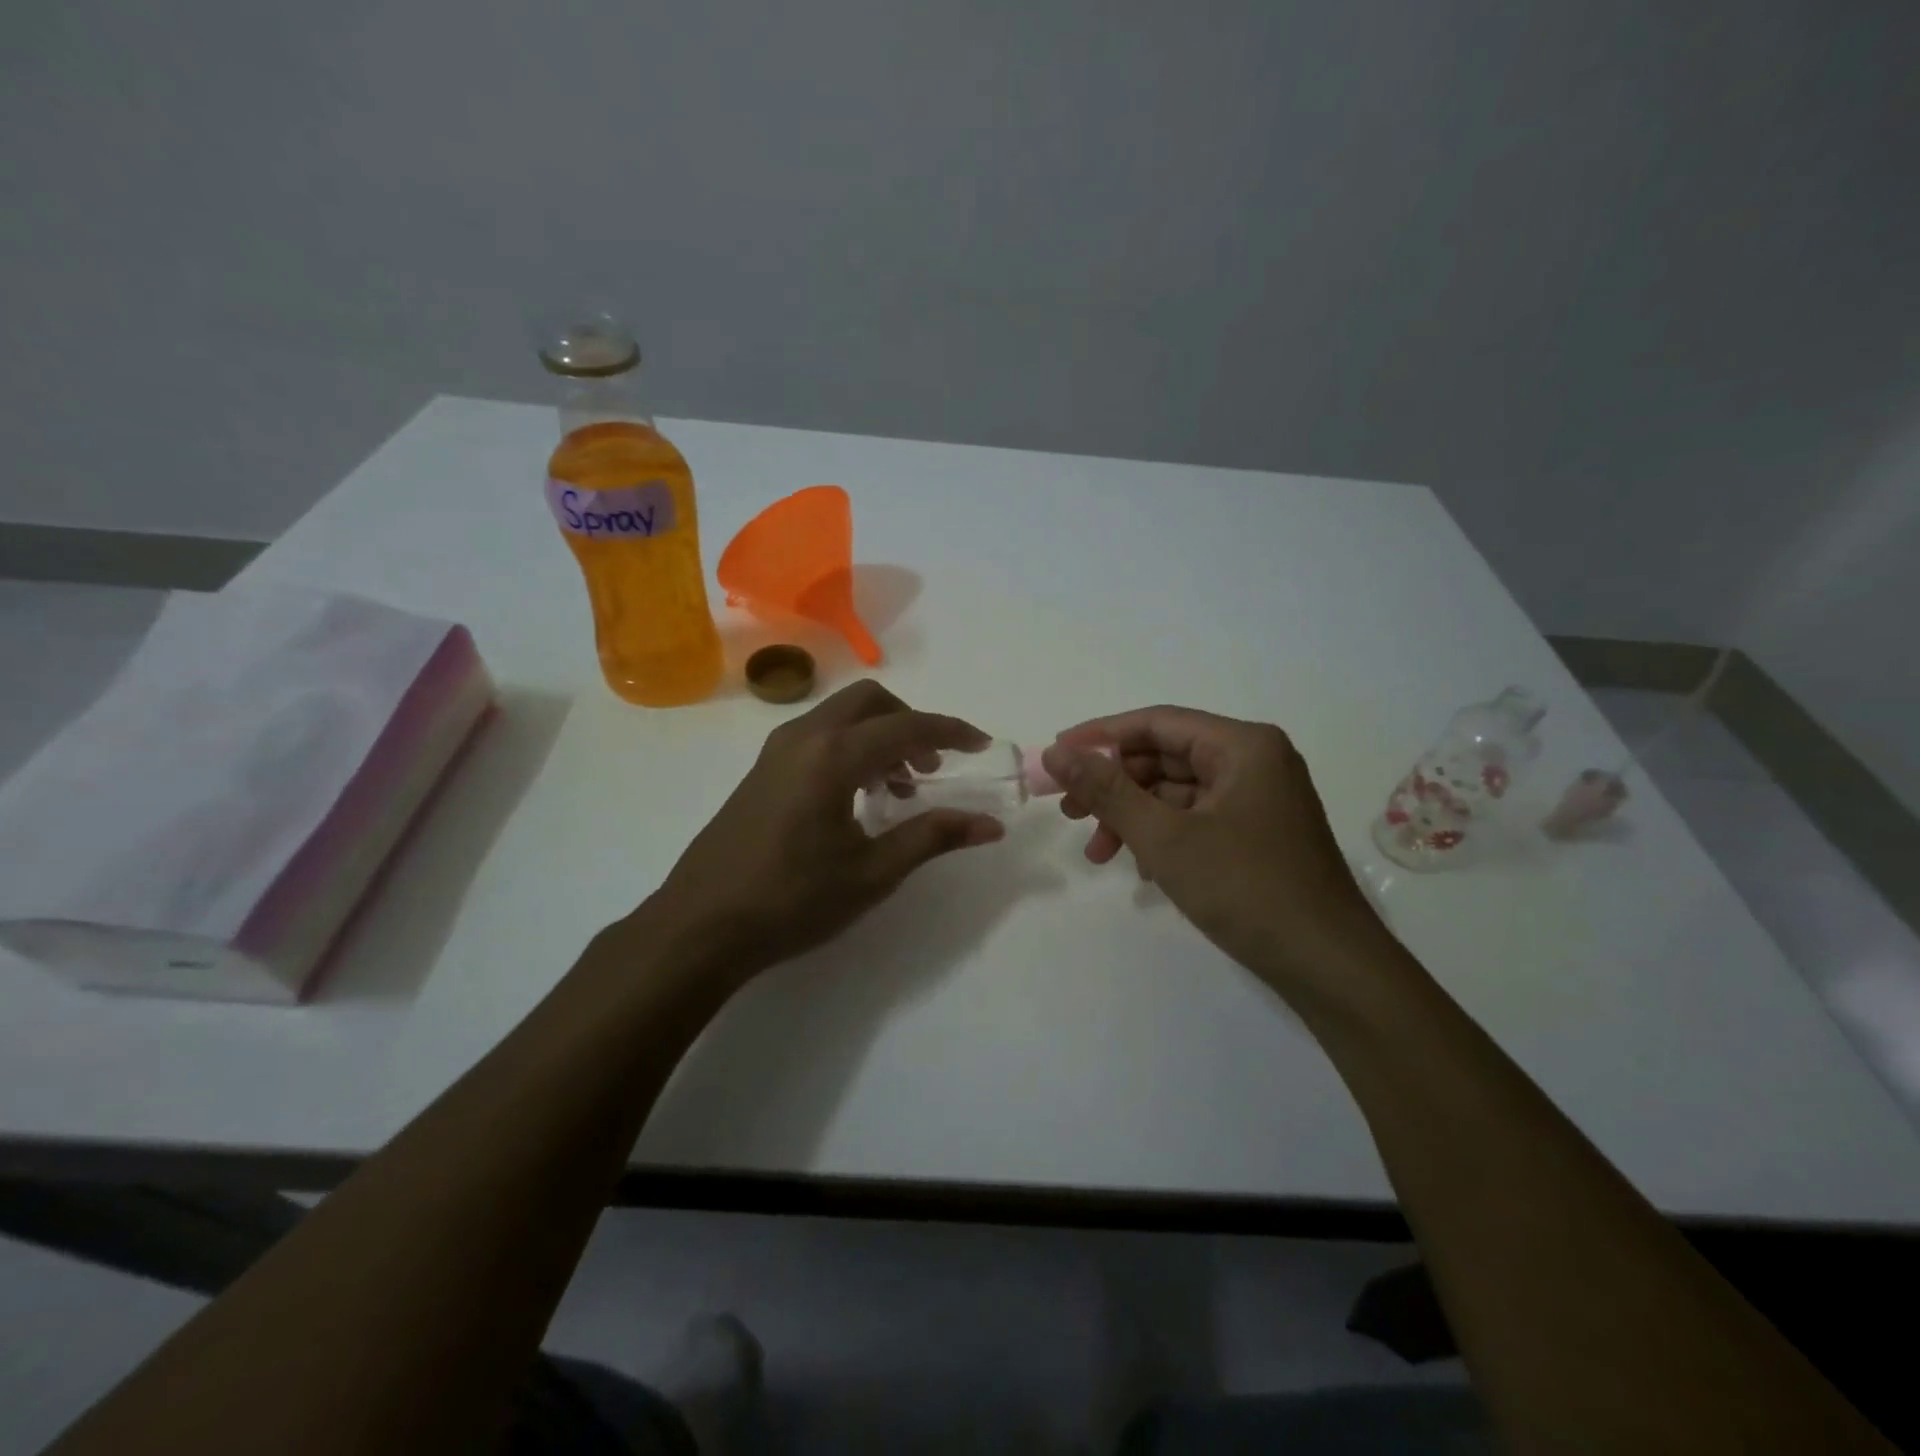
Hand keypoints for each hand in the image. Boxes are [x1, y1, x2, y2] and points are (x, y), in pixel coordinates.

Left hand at [643, 681, 1005, 977]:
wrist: (700, 926)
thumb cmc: (792, 900)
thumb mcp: (873, 872)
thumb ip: (933, 837)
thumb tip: (991, 825)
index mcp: (833, 755)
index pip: (907, 726)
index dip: (950, 732)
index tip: (981, 745)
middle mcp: (804, 737)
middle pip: (870, 702)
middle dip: (911, 724)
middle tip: (933, 769)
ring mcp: (776, 751)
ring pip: (841, 717)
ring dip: (880, 737)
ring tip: (901, 790)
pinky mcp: (762, 771)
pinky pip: (819, 737)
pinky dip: (851, 749)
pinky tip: (858, 797)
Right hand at [1041, 707, 1392, 989]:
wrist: (1328, 967)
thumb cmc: (1246, 889)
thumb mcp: (1165, 838)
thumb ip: (1107, 791)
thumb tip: (1056, 752)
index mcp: (1242, 746)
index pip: (1157, 723)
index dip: (1100, 736)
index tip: (1056, 754)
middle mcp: (1254, 762)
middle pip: (1165, 757)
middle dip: (1114, 785)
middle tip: (1070, 812)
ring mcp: (1259, 800)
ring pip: (1178, 793)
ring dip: (1133, 817)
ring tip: (1098, 852)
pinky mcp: (1258, 834)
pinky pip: (1196, 819)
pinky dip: (1162, 837)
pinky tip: (1141, 870)